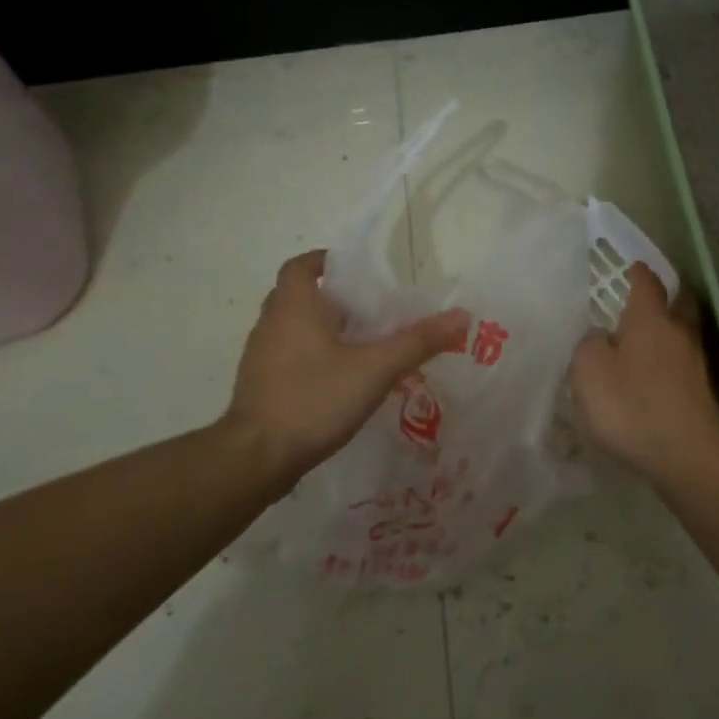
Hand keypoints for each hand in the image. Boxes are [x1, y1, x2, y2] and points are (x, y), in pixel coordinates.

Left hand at [224, 250, 468, 488]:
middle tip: (369, 311)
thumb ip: (417, 342)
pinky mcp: (259, 386)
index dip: (326, 261)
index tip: (355, 271)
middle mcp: (271, 324)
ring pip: (292, 329)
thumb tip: (461, 316)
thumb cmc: (314, 398)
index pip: (302, 266)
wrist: (257, 457)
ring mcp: (260, 357)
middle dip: (332, 299)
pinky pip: (287, 357)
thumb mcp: (375, 369)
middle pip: (298, 296)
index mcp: (294, 306)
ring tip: (360, 345)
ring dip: (321, 329)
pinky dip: (310, 357)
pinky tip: (338, 380)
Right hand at [570, 263, 718, 481]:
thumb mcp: (589, 370)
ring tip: (645, 340)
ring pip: (683, 333)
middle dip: (666, 297)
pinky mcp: (701, 391)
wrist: (685, 455)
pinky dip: (670, 360)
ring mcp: (695, 363)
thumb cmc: (630, 405)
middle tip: (646, 300)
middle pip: (679, 303)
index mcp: (650, 319)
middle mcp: (678, 333)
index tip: (632, 267)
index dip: (638, 273)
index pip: (647, 283)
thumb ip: (589, 345)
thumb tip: (600, 337)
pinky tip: (655, 375)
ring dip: (668, 331)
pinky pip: (683, 363)